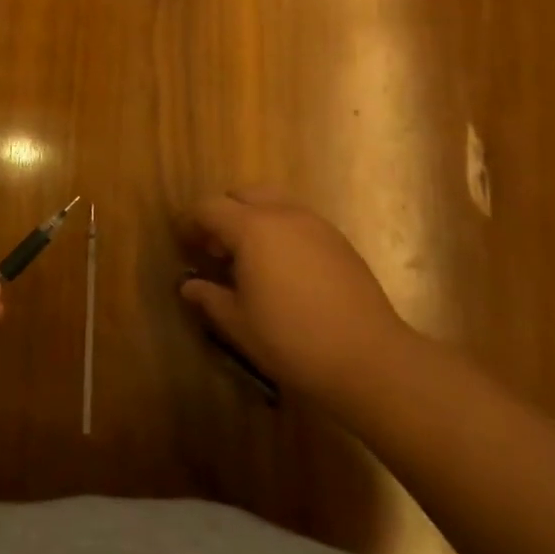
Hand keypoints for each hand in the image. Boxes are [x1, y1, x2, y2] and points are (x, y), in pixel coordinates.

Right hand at [177, 187, 417, 410]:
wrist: (369, 358)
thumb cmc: (292, 340)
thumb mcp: (238, 323)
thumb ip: (209, 297)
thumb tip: (189, 286)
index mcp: (251, 228)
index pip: (209, 207)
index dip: (190, 222)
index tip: (185, 245)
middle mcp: (282, 214)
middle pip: (242, 194)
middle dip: (224, 214)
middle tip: (217, 250)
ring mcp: (315, 224)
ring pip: (274, 202)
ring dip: (254, 219)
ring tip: (251, 259)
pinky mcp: (339, 240)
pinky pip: (298, 220)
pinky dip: (281, 231)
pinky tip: (284, 269)